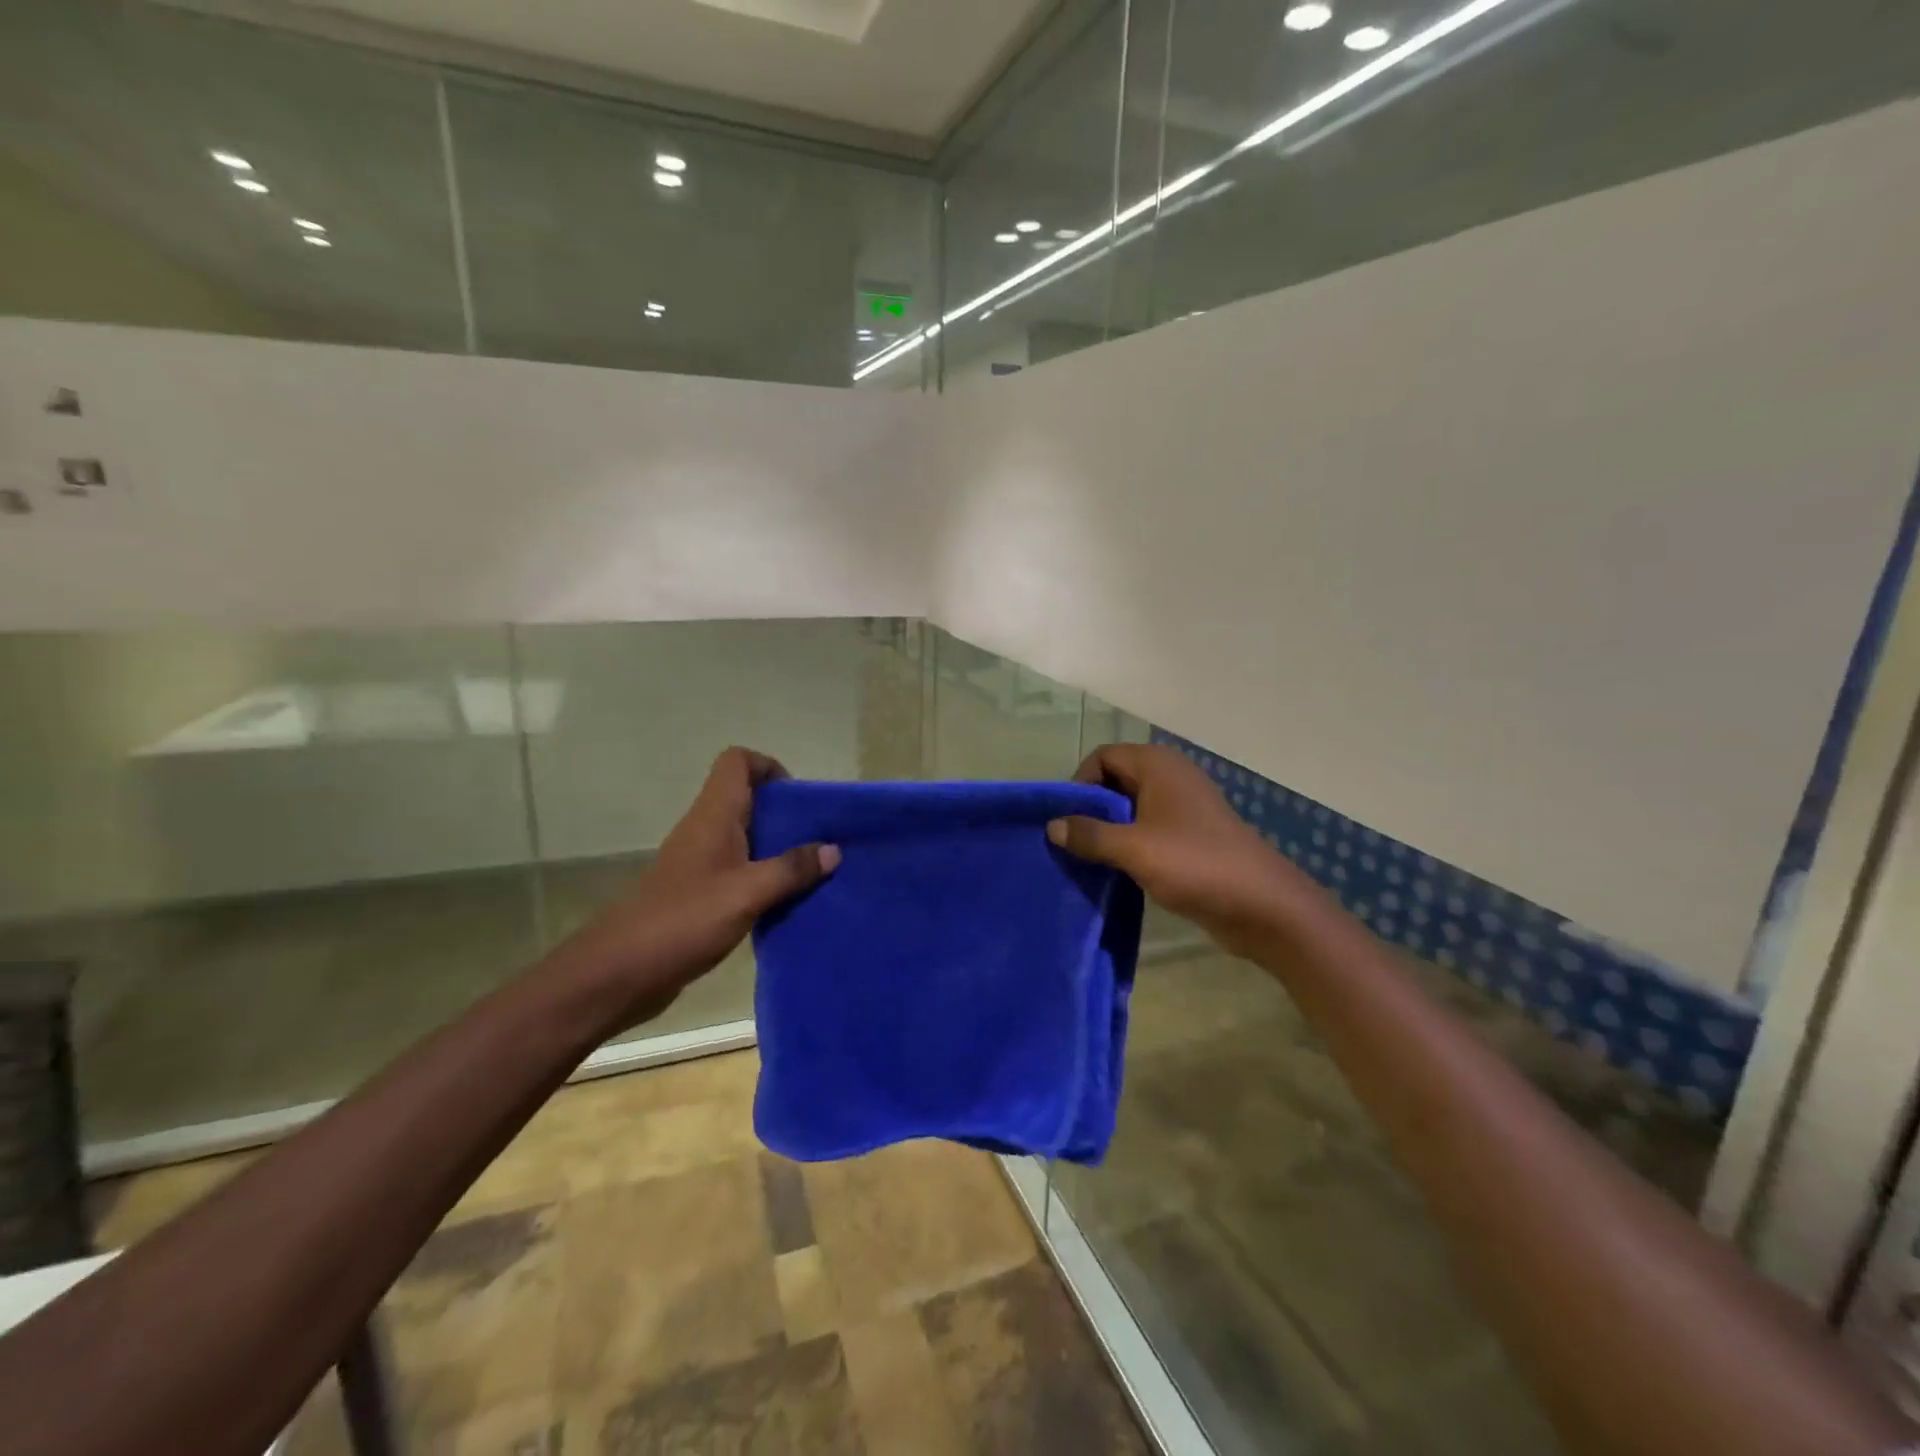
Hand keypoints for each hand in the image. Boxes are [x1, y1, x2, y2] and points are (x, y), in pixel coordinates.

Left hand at [559, 748, 838, 1028]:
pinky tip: (786, 901)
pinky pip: (739, 870)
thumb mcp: (748, 893)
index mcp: (713, 816)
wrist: (621, 972)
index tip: (800, 799)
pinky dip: (764, 877)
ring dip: (778, 848)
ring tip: (812, 871)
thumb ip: (791, 869)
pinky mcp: (698, 892)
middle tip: (819, 839)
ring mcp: (699, 862)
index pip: (737, 762)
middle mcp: (705, 830)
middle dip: (785, 813)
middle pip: (747, 799)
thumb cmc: (684, 920)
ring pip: (745, 837)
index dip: (769, 767)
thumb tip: (833, 849)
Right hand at [1048, 743, 1307, 956]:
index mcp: (1158, 765)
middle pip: (1115, 780)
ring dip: (1108, 830)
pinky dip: (1128, 845)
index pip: (1103, 757)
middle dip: (1091, 809)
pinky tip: (1117, 871)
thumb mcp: (1133, 849)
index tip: (1068, 819)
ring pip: (1130, 808)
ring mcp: (1183, 807)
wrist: (1263, 906)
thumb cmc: (1195, 865)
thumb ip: (1089, 834)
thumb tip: (1052, 825)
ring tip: (1089, 860)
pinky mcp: (1190, 836)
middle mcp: (1170, 777)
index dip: (1080, 783)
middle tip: (1072, 843)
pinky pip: (1147, 829)